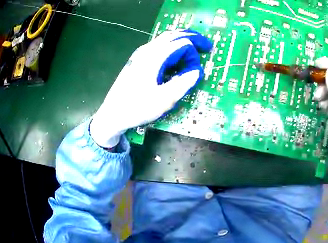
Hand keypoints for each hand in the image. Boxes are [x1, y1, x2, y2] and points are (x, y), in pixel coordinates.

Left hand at [90, 30, 211, 147]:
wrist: (112, 114)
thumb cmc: (136, 108)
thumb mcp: (163, 100)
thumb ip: (183, 83)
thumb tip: (197, 71)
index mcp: (154, 57)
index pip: (183, 44)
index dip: (194, 56)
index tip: (197, 71)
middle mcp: (148, 50)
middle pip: (175, 35)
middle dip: (193, 39)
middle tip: (206, 47)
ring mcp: (141, 53)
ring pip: (166, 39)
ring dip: (182, 42)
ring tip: (193, 51)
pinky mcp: (138, 60)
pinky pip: (159, 46)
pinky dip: (172, 48)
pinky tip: (174, 60)